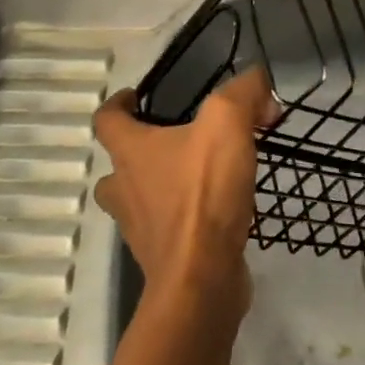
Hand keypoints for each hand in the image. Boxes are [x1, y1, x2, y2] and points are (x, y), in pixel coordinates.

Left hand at [93, 68, 277, 312]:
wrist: (202, 279)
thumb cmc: (203, 194)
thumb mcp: (228, 123)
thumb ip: (243, 93)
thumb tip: (258, 86)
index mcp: (131, 153)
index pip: (106, 120)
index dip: (118, 104)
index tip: (135, 97)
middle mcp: (126, 189)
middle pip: (117, 166)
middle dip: (139, 152)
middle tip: (174, 141)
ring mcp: (141, 228)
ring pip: (139, 200)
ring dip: (160, 187)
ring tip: (198, 176)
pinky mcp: (163, 257)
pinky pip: (168, 229)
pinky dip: (185, 217)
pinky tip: (218, 210)